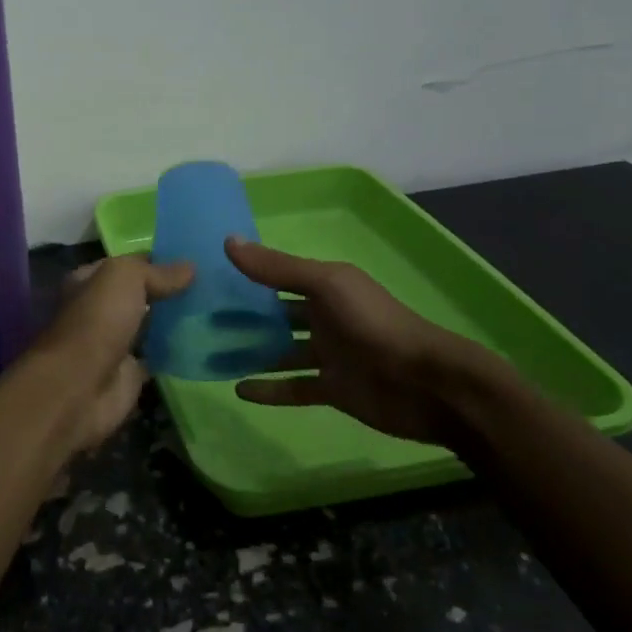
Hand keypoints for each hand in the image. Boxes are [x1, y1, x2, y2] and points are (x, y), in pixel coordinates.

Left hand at [24, 255, 194, 452]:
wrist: (81, 386)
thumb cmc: (97, 320)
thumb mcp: (124, 278)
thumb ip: (156, 272)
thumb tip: (190, 268)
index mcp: (89, 281)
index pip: (128, 263)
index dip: (158, 258)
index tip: (196, 257)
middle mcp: (100, 309)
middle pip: (141, 294)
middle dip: (170, 289)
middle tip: (213, 283)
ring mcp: (116, 342)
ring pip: (151, 324)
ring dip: (176, 319)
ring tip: (217, 308)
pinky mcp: (131, 372)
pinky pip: (160, 355)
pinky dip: (178, 350)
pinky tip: (208, 340)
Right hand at [225, 238, 508, 446]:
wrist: (428, 384)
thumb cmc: (375, 324)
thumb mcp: (326, 285)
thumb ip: (277, 268)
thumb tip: (228, 241)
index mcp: (327, 287)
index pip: (279, 276)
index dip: (249, 275)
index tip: (210, 276)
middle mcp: (325, 317)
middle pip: (277, 314)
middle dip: (245, 316)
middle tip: (202, 320)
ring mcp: (329, 355)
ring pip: (281, 351)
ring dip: (252, 352)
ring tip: (212, 354)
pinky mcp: (333, 390)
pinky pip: (294, 387)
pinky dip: (269, 389)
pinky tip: (239, 389)